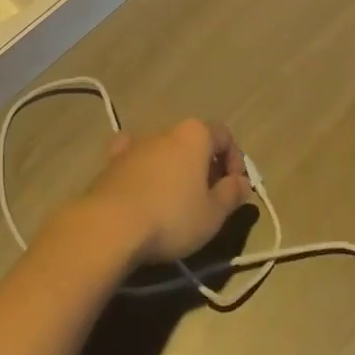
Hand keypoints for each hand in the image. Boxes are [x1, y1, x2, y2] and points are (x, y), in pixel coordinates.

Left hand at [76, 118, 249, 266]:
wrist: (110, 224)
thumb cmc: (171, 216)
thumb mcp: (212, 214)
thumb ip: (232, 195)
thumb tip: (243, 183)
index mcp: (195, 134)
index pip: (225, 136)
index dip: (236, 161)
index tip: (234, 190)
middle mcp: (166, 130)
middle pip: (194, 142)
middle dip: (206, 166)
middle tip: (209, 199)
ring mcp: (136, 143)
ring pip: (166, 150)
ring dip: (176, 169)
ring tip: (177, 201)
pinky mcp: (112, 161)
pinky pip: (135, 157)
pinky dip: (143, 167)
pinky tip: (143, 185)